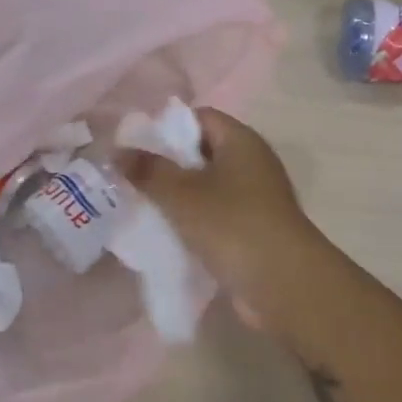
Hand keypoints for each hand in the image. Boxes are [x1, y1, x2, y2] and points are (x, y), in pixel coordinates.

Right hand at [123, 109, 328, 324]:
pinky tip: (169, 234)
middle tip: (133, 179)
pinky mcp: (255, 229)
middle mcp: (252, 162)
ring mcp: (256, 197)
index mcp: (241, 141)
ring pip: (208, 186)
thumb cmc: (232, 225)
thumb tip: (117, 151)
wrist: (284, 284)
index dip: (167, 127)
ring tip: (144, 207)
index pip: (200, 117)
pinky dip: (195, 221)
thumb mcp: (182, 195)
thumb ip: (148, 171)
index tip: (137, 148)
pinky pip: (217, 214)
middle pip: (202, 151)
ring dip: (180, 196)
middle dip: (168, 165)